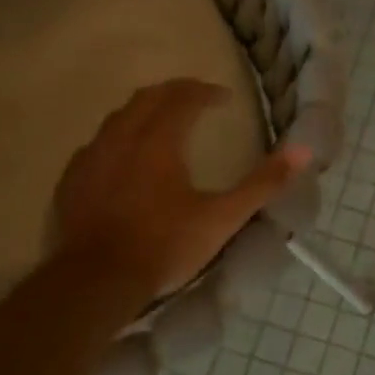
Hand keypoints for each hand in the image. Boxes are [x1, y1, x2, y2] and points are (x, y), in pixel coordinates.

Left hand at [53, 79, 310, 300]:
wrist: (96, 282)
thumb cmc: (165, 245)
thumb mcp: (223, 217)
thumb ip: (263, 183)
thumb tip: (302, 152)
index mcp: (159, 140)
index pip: (183, 98)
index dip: (205, 92)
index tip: (224, 99)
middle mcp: (122, 138)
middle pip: (147, 97)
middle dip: (174, 92)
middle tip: (195, 100)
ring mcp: (92, 158)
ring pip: (118, 116)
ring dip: (144, 111)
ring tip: (161, 122)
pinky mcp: (72, 180)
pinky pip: (96, 143)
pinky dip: (118, 137)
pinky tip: (123, 156)